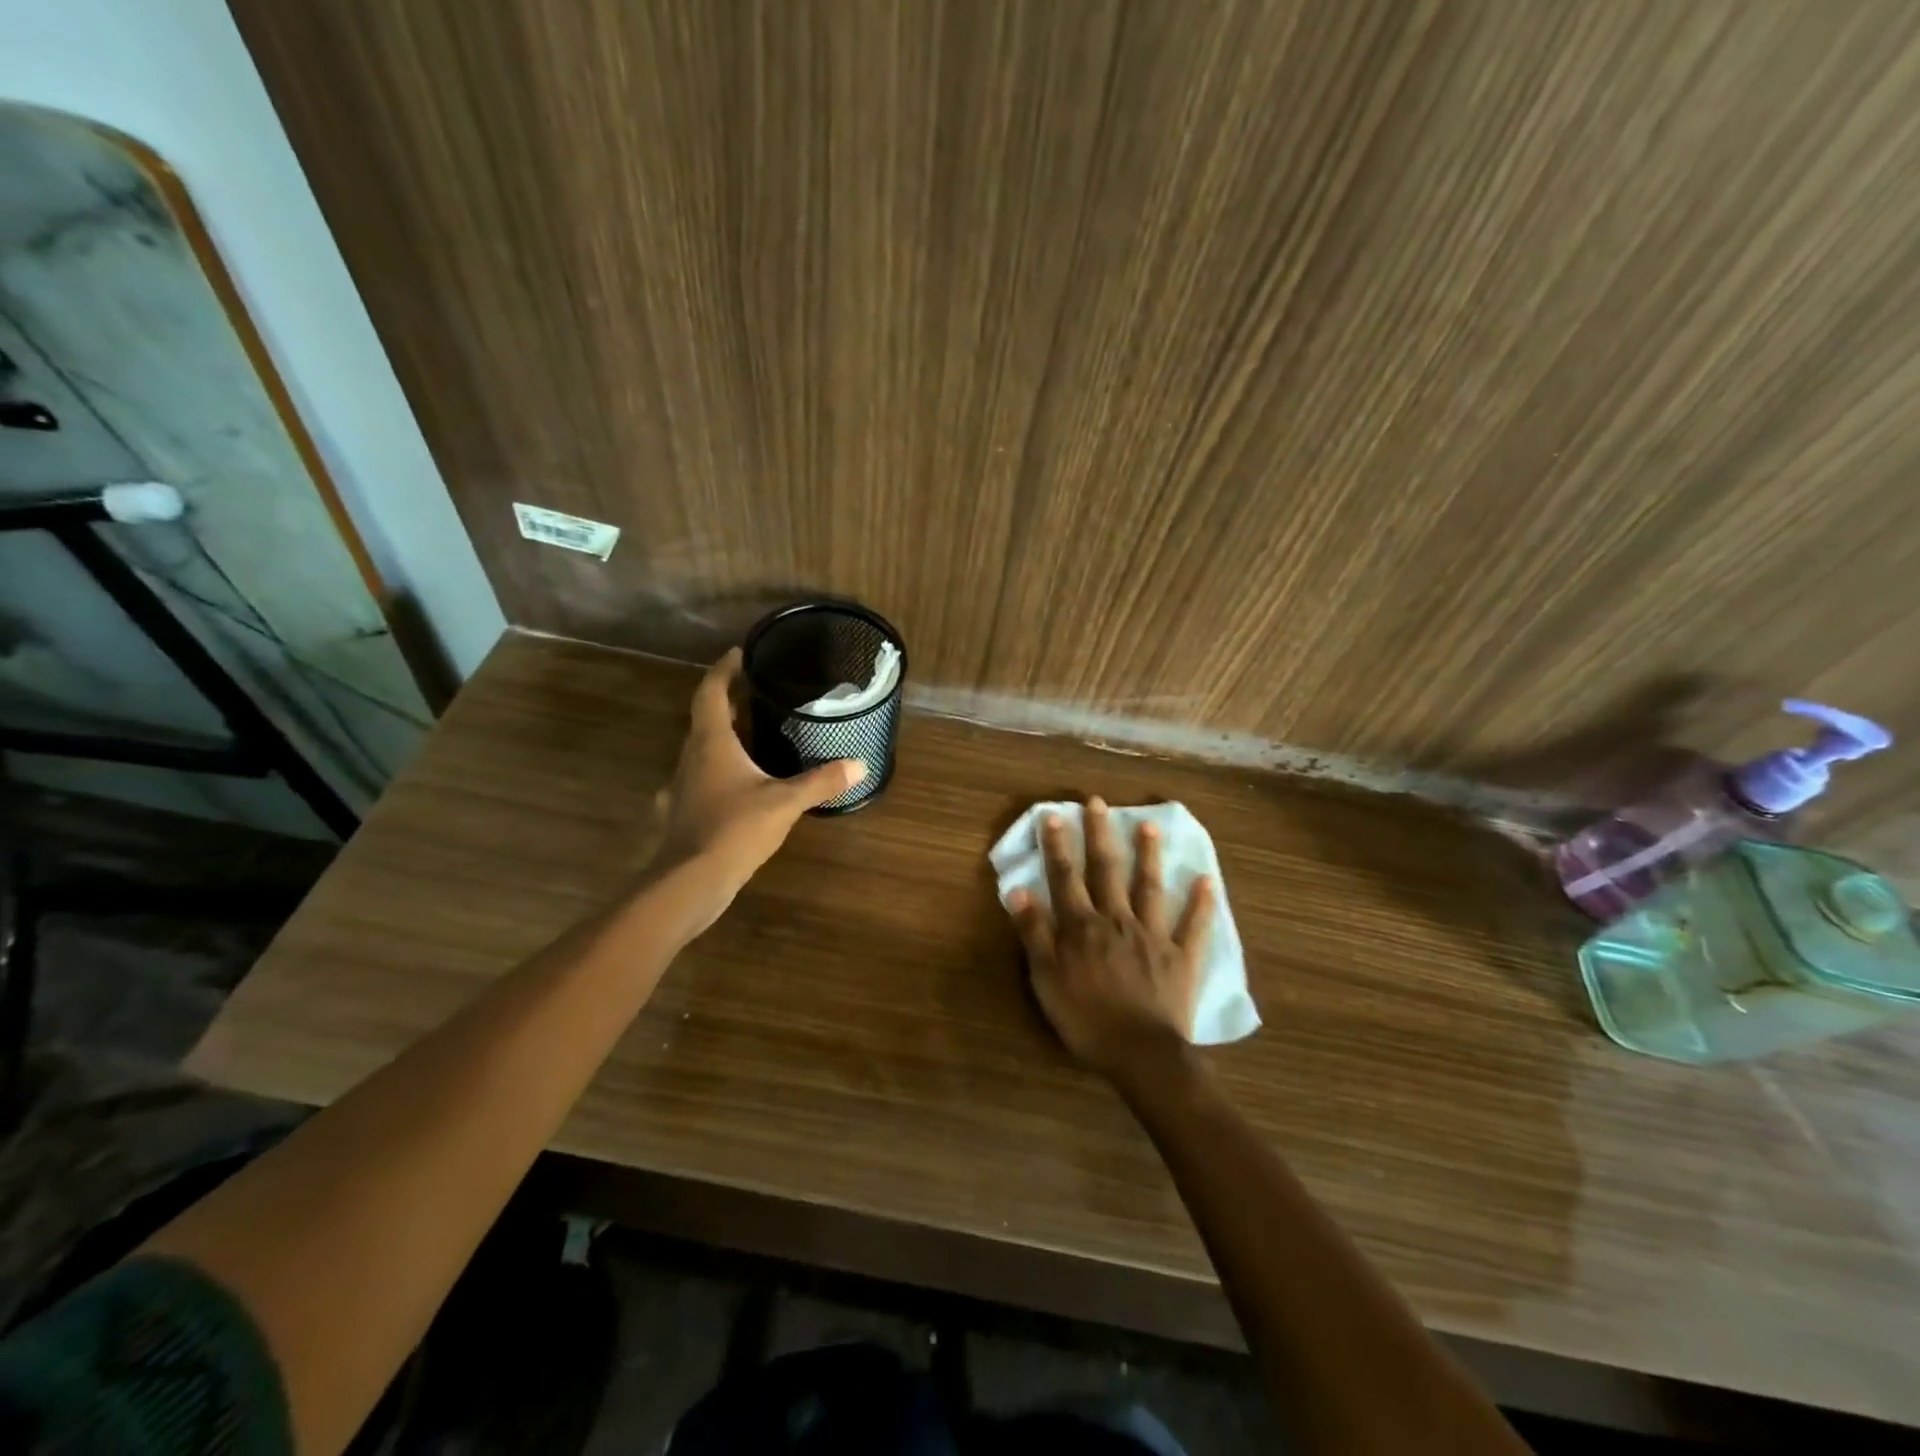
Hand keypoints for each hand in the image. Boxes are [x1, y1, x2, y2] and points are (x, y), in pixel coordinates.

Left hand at [653, 649, 864, 910]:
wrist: (691, 881)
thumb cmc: (734, 828)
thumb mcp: (784, 802)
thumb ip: (820, 782)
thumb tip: (859, 765)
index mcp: (711, 742)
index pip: (711, 692)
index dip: (723, 670)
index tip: (740, 654)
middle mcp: (691, 757)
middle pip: (705, 719)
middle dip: (729, 702)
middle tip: (757, 692)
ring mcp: (684, 786)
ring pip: (702, 750)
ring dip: (724, 737)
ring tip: (754, 734)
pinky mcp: (685, 812)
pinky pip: (702, 779)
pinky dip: (719, 772)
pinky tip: (737, 786)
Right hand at [1006, 797, 1214, 1077]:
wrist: (1140, 1053)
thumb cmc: (1085, 1019)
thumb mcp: (1045, 979)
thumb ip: (1033, 933)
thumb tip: (1018, 891)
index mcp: (1082, 927)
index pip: (1065, 877)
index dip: (1057, 846)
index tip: (1053, 814)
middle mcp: (1116, 919)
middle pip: (1107, 870)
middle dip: (1100, 834)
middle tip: (1098, 802)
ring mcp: (1152, 935)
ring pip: (1149, 887)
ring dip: (1149, 855)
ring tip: (1149, 825)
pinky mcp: (1180, 956)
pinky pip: (1193, 925)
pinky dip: (1201, 903)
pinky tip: (1207, 879)